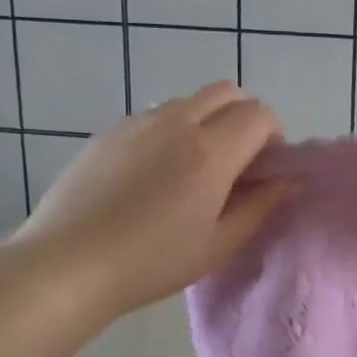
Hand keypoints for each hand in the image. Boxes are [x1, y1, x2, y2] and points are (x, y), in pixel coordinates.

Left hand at [9, 83, 289, 317]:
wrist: (68, 264)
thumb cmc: (152, 261)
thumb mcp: (218, 244)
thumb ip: (260, 206)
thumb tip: (288, 182)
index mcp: (211, 150)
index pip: (259, 113)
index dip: (272, 137)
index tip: (262, 171)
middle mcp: (176, 122)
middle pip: (226, 92)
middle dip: (242, 118)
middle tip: (234, 163)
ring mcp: (137, 121)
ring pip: (188, 102)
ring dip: (205, 123)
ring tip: (189, 172)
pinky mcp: (107, 131)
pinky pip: (153, 116)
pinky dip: (169, 132)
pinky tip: (150, 177)